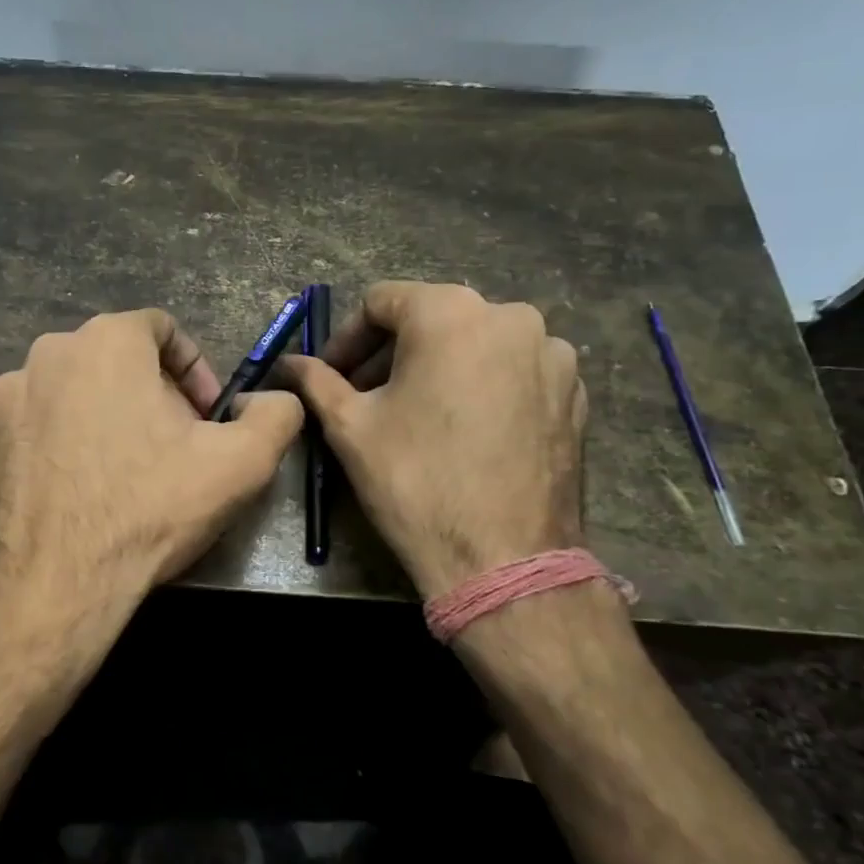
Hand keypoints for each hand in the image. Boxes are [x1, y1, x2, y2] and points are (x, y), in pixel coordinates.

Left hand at [0, 308, 302, 696]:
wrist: (53, 584)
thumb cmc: (149, 509)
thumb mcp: (242, 463)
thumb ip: (276, 414)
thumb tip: (275, 399)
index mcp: (107, 340)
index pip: (162, 329)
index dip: (194, 369)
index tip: (207, 417)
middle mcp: (49, 353)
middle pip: (117, 359)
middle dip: (153, 394)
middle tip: (175, 446)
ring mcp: (9, 396)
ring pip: (76, 390)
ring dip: (108, 415)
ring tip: (128, 470)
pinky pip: (40, 424)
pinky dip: (66, 441)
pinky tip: (83, 489)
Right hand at [276, 283, 585, 599]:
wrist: (504, 560)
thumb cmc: (416, 481)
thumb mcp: (350, 427)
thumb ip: (316, 381)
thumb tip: (288, 362)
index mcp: (451, 313)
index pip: (381, 302)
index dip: (347, 338)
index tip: (331, 375)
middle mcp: (511, 316)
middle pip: (432, 318)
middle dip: (391, 353)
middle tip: (365, 395)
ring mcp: (552, 354)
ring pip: (475, 343)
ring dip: (438, 367)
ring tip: (416, 414)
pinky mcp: (575, 393)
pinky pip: (513, 371)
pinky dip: (481, 385)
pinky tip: (464, 430)